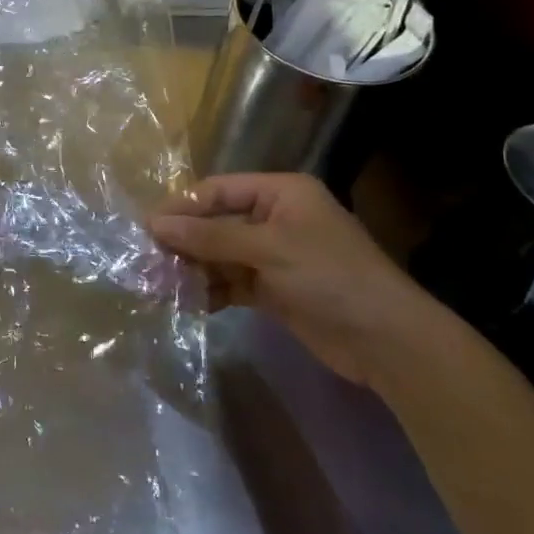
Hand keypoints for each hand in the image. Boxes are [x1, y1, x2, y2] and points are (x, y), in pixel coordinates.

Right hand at [149, 173, 444, 388]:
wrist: (387, 342)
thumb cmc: (330, 277)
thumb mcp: (268, 249)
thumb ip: (210, 237)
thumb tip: (154, 224)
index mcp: (280, 193)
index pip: (218, 191)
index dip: (182, 207)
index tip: (147, 227)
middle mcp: (275, 219)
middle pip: (216, 223)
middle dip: (183, 242)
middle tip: (146, 260)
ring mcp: (274, 256)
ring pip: (220, 255)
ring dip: (192, 269)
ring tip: (158, 285)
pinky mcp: (274, 290)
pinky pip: (231, 282)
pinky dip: (209, 290)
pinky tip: (186, 302)